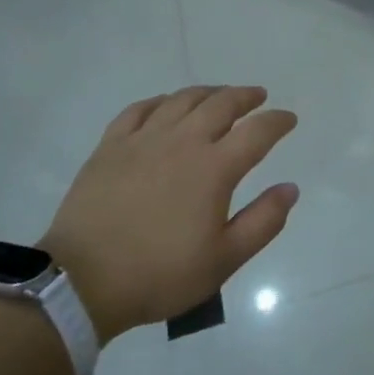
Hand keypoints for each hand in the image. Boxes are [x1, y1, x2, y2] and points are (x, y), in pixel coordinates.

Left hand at [40, 86, 298, 342]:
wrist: (83, 281)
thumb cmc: (160, 274)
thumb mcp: (224, 260)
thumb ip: (263, 222)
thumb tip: (290, 188)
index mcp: (214, 168)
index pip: (257, 132)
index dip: (277, 121)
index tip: (289, 119)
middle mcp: (182, 142)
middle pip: (221, 104)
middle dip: (245, 96)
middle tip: (258, 96)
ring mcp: (143, 139)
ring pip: (182, 100)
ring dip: (208, 92)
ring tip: (219, 95)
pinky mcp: (111, 146)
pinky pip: (139, 109)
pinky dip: (160, 101)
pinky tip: (166, 104)